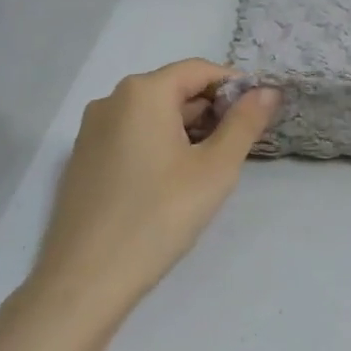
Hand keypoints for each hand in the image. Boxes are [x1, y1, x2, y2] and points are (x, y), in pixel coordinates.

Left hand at [28, 60, 278, 323]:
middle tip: (238, 148)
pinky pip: (130, 136)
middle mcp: (111, 100)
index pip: (199, 70)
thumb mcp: (215, 169)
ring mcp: (91, 131)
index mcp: (142, 92)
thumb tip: (268, 91)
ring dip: (186, 130)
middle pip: (174, 90)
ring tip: (209, 168)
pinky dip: (159, 145)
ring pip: (152, 115)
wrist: (86, 279)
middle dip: (211, 111)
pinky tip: (172, 182)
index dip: (235, 88)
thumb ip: (244, 124)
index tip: (259, 116)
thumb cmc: (159, 216)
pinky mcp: (83, 160)